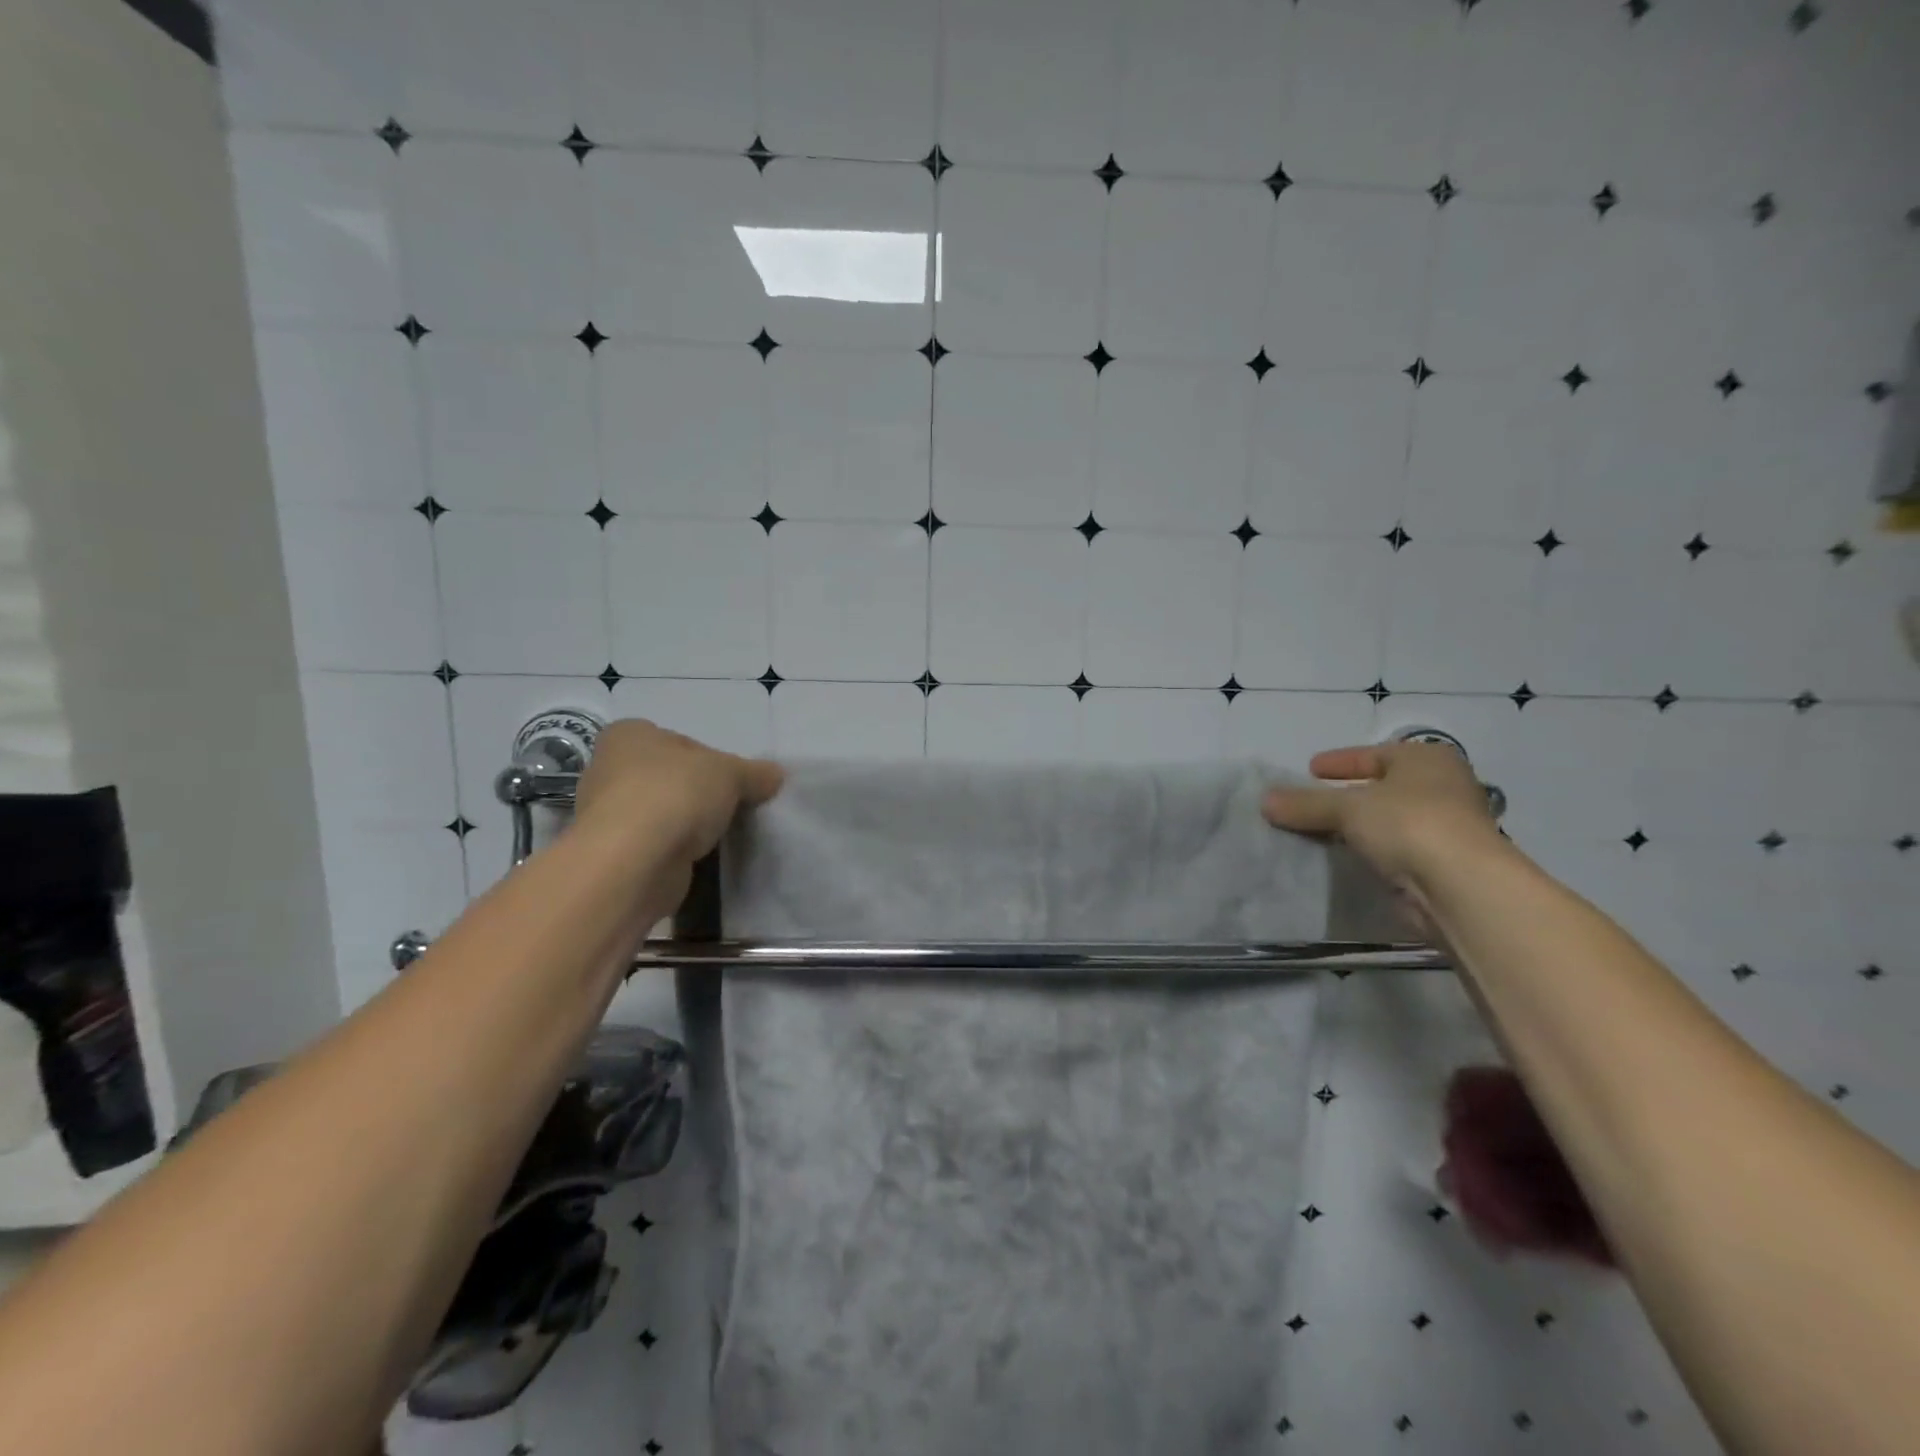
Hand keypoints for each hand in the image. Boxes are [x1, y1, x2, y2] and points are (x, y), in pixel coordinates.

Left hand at [574, 719, 783, 866]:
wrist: (633, 863)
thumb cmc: (675, 795)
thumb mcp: (731, 773)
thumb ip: (755, 773)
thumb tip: (775, 775)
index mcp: (629, 735)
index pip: (681, 741)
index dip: (712, 759)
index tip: (734, 780)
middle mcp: (609, 769)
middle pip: (671, 777)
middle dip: (700, 793)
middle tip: (732, 806)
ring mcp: (608, 815)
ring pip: (663, 812)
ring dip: (687, 824)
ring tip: (719, 835)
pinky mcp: (615, 854)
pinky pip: (657, 844)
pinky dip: (676, 850)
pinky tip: (698, 857)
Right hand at [1261, 740, 1501, 891]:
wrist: (1460, 887)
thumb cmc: (1408, 823)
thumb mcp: (1347, 807)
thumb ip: (1305, 803)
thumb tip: (1265, 800)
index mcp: (1427, 760)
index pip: (1375, 754)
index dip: (1341, 761)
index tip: (1311, 769)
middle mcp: (1443, 787)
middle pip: (1382, 787)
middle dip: (1346, 795)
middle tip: (1311, 801)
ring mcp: (1446, 827)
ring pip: (1387, 820)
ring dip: (1356, 826)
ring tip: (1318, 831)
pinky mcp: (1441, 864)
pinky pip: (1393, 849)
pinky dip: (1369, 850)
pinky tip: (1344, 856)